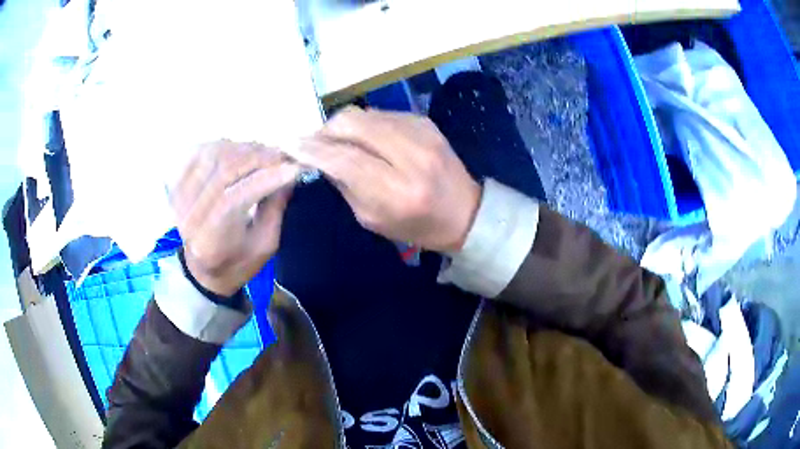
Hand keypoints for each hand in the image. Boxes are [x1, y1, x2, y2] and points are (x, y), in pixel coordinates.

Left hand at [170, 140, 298, 295]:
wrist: (204, 268)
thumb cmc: (237, 261)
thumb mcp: (265, 245)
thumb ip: (275, 209)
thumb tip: (288, 172)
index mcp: (210, 241)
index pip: (234, 198)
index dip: (265, 179)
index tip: (293, 168)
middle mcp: (188, 217)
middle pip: (222, 171)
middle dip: (257, 157)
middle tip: (282, 155)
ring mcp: (178, 198)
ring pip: (212, 155)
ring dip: (242, 148)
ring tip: (264, 152)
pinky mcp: (176, 184)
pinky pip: (198, 151)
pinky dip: (222, 145)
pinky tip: (239, 149)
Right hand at [295, 106, 480, 252]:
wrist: (464, 212)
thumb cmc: (416, 226)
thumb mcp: (372, 218)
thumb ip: (344, 185)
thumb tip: (319, 157)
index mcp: (397, 191)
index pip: (343, 158)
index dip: (312, 149)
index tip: (290, 146)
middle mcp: (410, 155)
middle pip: (352, 124)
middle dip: (324, 130)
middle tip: (314, 143)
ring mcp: (421, 132)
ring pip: (364, 114)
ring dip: (342, 126)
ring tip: (336, 141)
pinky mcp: (424, 120)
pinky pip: (380, 114)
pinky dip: (364, 124)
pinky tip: (363, 138)